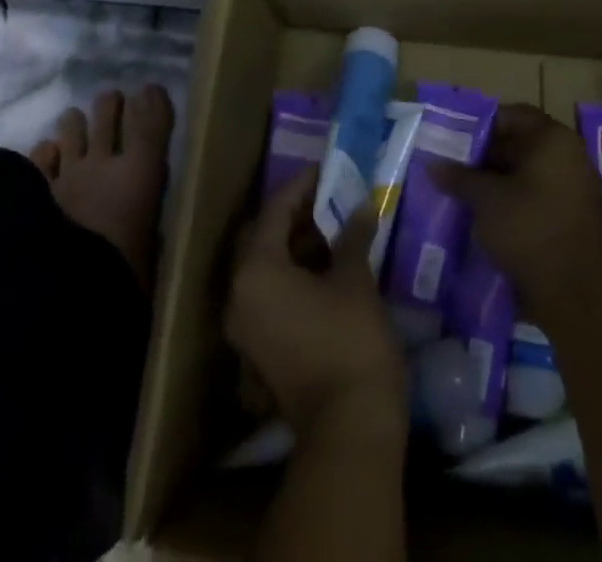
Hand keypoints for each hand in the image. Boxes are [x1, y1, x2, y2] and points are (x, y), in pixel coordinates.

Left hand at [224, 171, 407, 442]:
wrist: (349, 429)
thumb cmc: (350, 341)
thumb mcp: (354, 279)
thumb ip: (352, 236)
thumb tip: (362, 206)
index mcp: (255, 271)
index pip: (274, 211)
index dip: (301, 186)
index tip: (325, 171)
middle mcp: (238, 295)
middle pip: (262, 238)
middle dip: (294, 216)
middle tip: (328, 200)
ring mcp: (245, 328)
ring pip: (264, 269)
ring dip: (295, 247)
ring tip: (333, 231)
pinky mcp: (258, 351)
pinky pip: (269, 296)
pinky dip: (291, 277)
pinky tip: (325, 270)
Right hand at [431, 104, 601, 320]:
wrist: (574, 293)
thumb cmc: (528, 228)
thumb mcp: (485, 199)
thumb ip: (459, 177)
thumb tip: (433, 165)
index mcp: (553, 139)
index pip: (513, 116)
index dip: (483, 125)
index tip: (456, 140)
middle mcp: (571, 156)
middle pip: (522, 143)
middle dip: (488, 155)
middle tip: (456, 166)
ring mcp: (577, 188)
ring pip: (529, 172)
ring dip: (501, 179)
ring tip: (467, 191)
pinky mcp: (576, 217)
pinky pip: (540, 195)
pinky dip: (517, 199)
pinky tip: (491, 214)